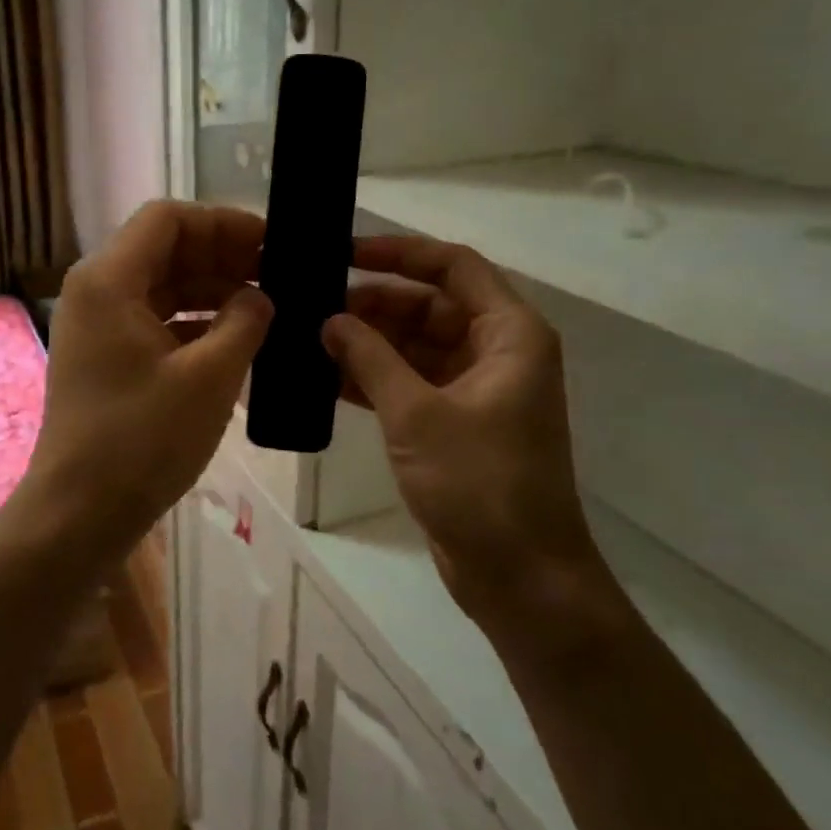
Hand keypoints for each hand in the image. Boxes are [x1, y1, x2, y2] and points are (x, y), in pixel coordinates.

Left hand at [28, 201, 273, 544]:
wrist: (80, 512)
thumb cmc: (142, 439)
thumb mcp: (209, 377)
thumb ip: (244, 323)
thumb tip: (260, 297)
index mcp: (109, 280)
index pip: (168, 219)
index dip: (223, 223)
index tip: (269, 244)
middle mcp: (97, 291)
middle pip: (166, 250)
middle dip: (223, 257)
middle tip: (278, 276)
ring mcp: (99, 326)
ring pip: (163, 287)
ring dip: (212, 291)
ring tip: (267, 308)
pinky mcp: (107, 358)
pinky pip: (156, 322)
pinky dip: (195, 324)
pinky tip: (237, 342)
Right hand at [323, 236, 596, 619]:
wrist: (520, 576)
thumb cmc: (479, 483)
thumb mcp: (417, 412)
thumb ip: (370, 357)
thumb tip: (330, 319)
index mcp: (508, 334)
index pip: (453, 267)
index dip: (400, 253)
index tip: (345, 255)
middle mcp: (496, 351)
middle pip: (430, 305)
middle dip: (375, 303)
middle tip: (314, 304)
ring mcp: (475, 389)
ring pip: (415, 345)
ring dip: (369, 342)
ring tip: (310, 337)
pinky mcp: (454, 422)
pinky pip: (410, 382)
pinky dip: (374, 378)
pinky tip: (325, 377)